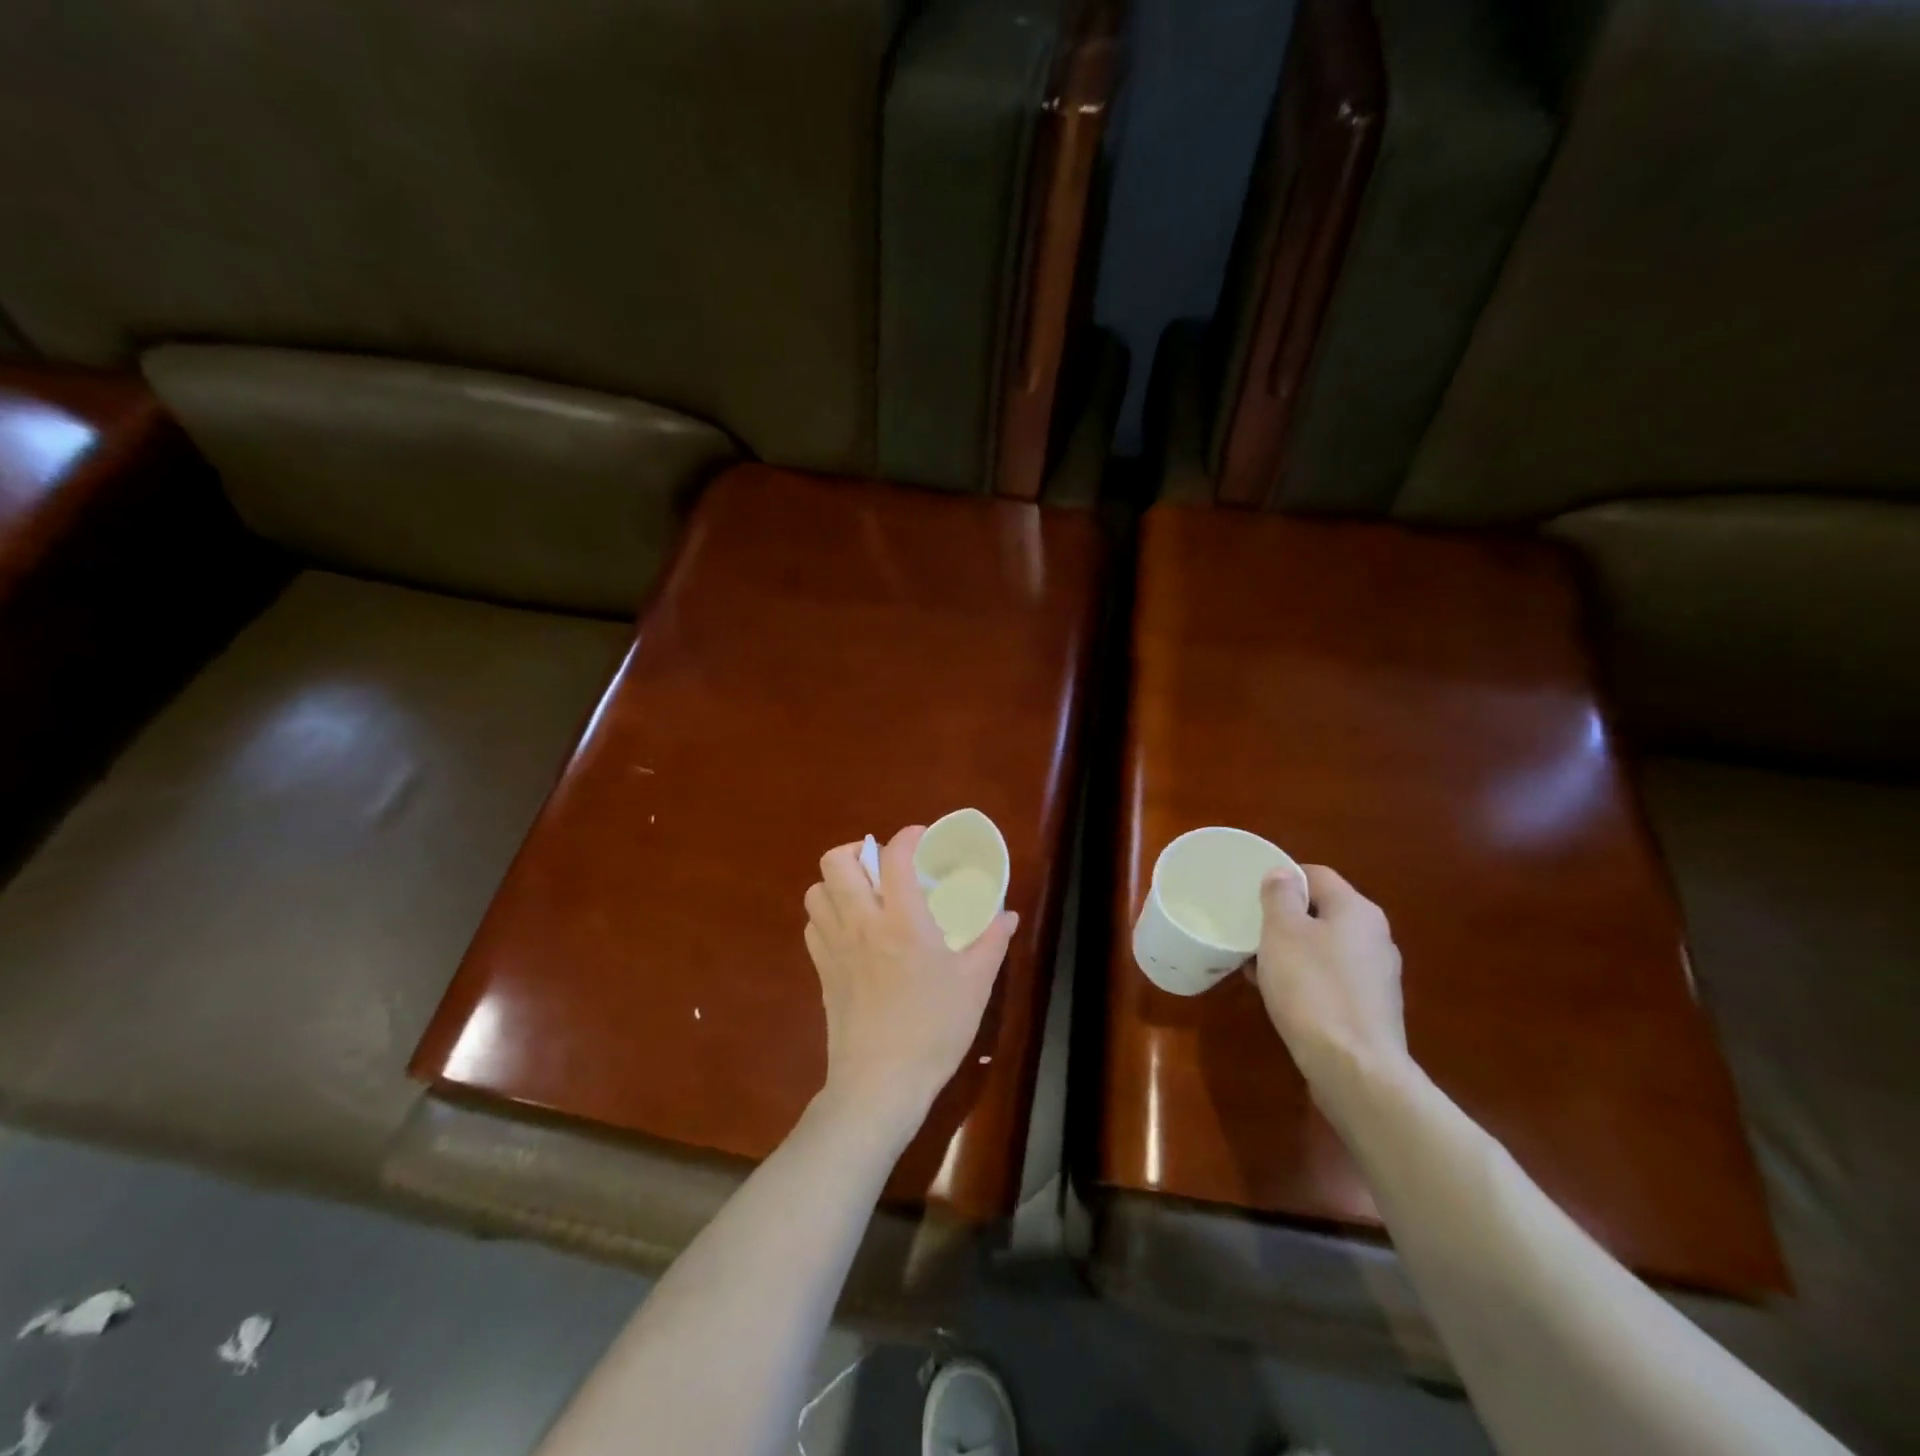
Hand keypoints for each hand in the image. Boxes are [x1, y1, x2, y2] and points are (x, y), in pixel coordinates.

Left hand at [803, 827, 1018, 1120]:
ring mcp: (835, 947)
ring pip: (816, 891)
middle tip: (883, 866)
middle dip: (858, 851)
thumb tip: (1007, 915)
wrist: (881, 1084)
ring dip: (837, 883)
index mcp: (902, 921)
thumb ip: (991, 942)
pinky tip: (849, 931)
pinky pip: (813, 926)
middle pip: (837, 862)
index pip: (895, 857)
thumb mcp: (975, 985)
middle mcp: (862, 924)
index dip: (907, 837)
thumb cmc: (934, 1030)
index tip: (921, 839)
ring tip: (863, 894)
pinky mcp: (822, 972)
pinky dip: (827, 916)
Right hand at [1251, 865, 1408, 1089]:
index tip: (1251, 896)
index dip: (1282, 879)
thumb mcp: (1282, 932)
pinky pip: (1332, 980)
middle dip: (1285, 919)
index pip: (1316, 875)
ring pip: (1325, 947)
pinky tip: (1281, 997)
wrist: (1354, 1069)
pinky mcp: (1372, 1009)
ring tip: (1257, 967)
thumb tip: (1283, 873)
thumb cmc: (1312, 988)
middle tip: (1250, 932)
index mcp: (1357, 910)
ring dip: (1292, 951)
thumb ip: (1280, 896)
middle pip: (1322, 912)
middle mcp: (1375, 936)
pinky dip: (1306, 980)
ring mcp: (1377, 976)